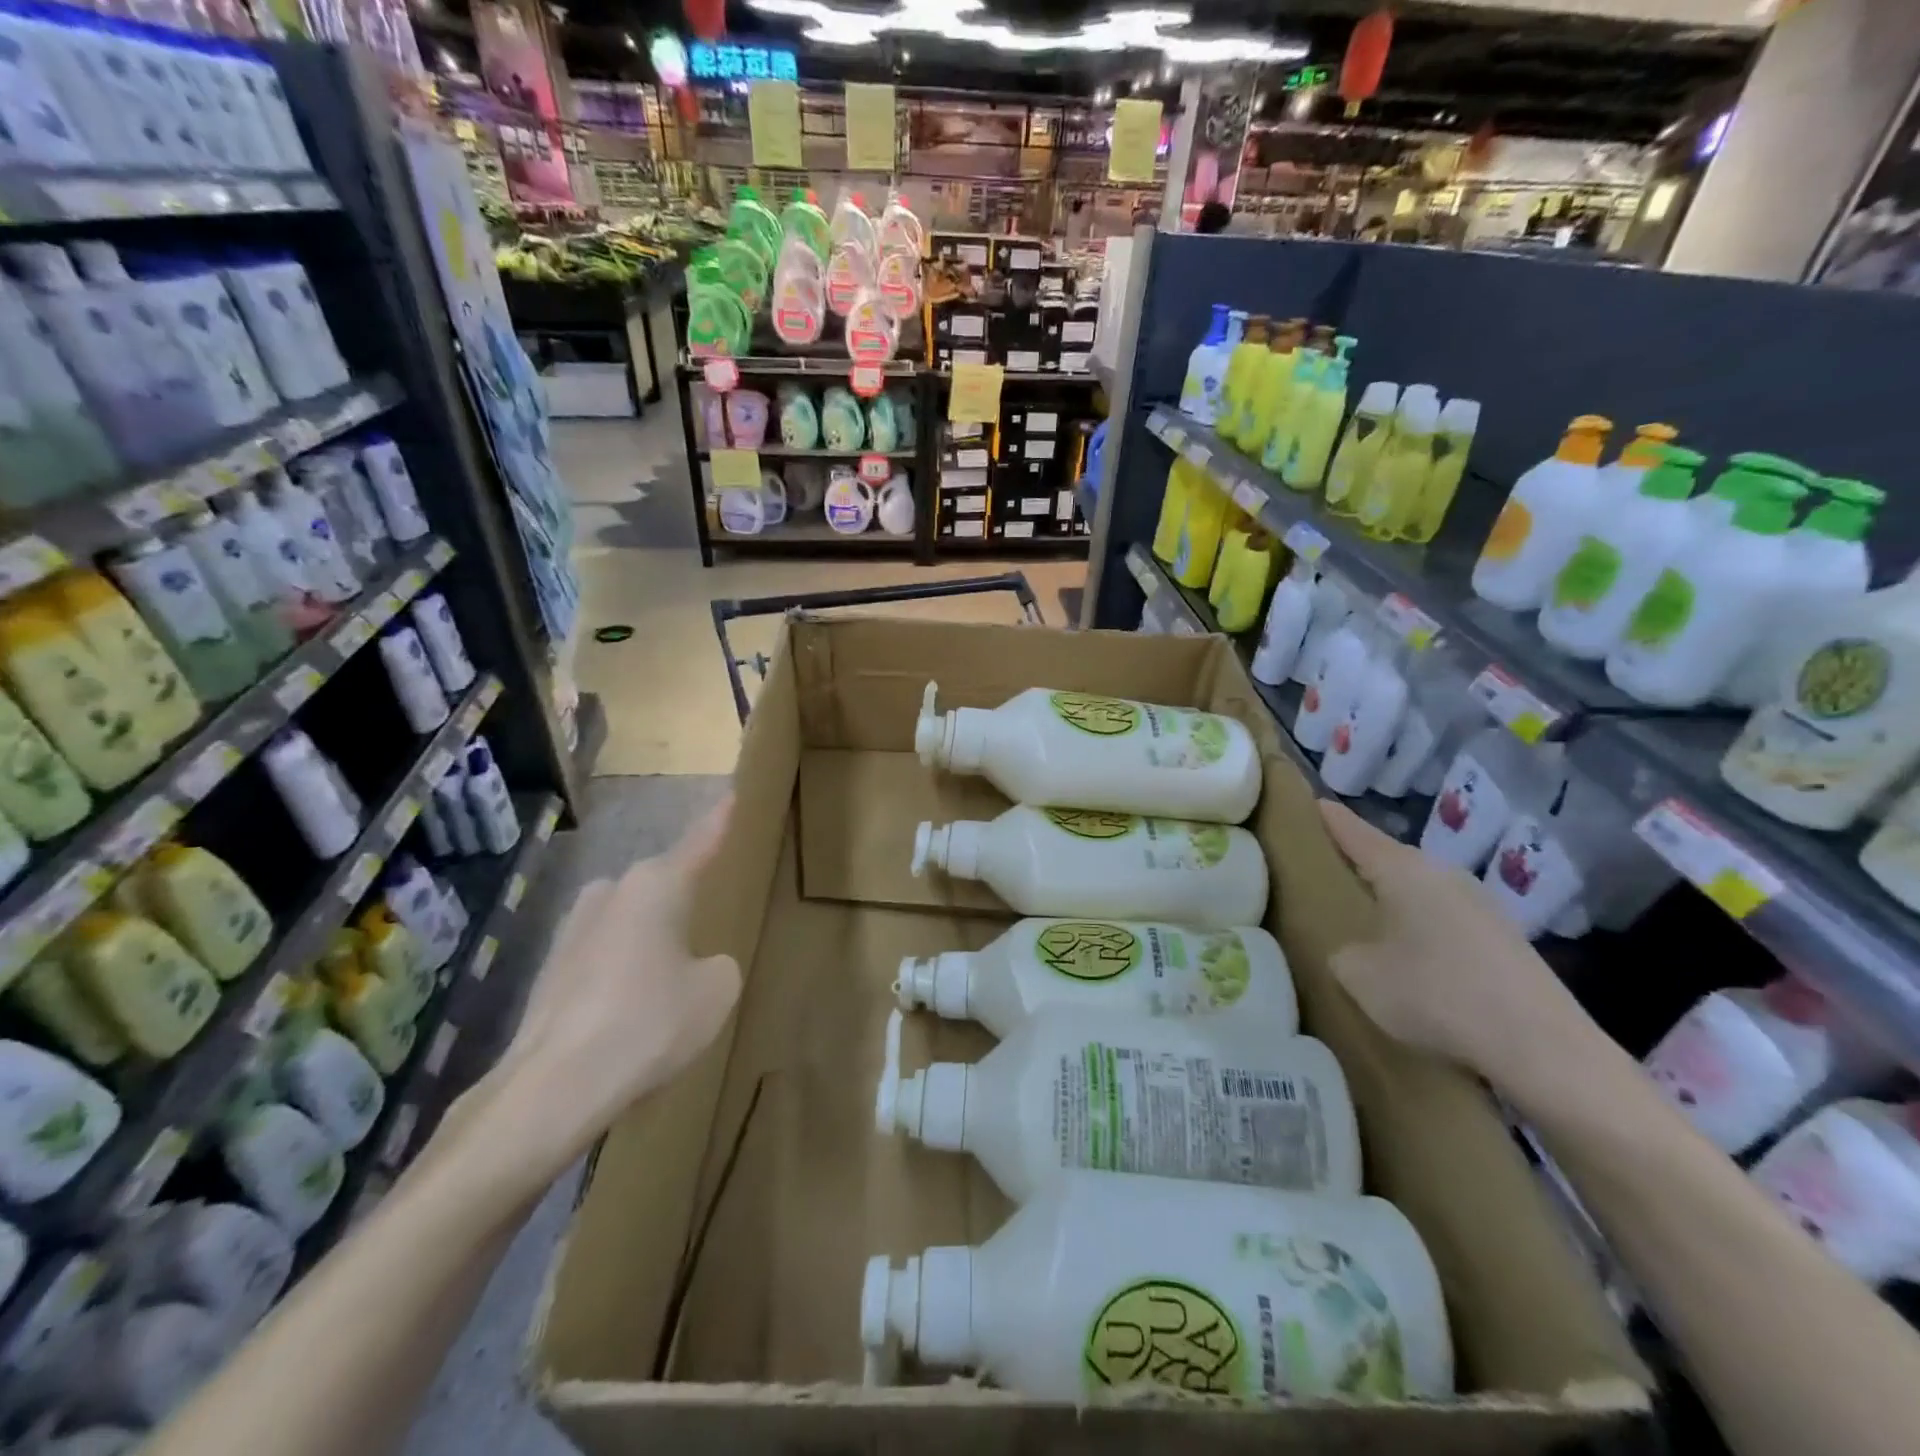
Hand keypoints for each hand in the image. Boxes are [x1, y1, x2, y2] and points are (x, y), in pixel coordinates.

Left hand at [448, 798, 742, 1180]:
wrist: (554, 1086)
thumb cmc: (650, 1022)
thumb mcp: (715, 991)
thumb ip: (716, 965)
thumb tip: (694, 967)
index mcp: (657, 885)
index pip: (700, 843)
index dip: (719, 821)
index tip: (730, 794)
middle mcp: (611, 893)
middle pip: (659, 885)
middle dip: (680, 900)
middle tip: (704, 925)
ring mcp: (573, 930)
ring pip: (628, 921)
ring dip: (649, 941)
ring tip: (667, 984)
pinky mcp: (549, 970)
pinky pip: (603, 955)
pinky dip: (621, 973)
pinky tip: (629, 1013)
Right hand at [1317, 799, 1595, 1093]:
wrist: (1543, 1047)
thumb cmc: (1435, 995)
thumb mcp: (1359, 975)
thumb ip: (1343, 950)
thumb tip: (1356, 949)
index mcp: (1403, 869)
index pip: (1352, 830)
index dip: (1326, 817)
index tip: (1305, 802)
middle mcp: (1442, 874)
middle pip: (1388, 858)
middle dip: (1356, 863)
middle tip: (1322, 873)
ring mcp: (1480, 904)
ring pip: (1419, 890)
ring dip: (1392, 899)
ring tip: (1363, 919)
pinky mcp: (1503, 937)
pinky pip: (1444, 918)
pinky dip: (1421, 927)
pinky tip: (1414, 958)